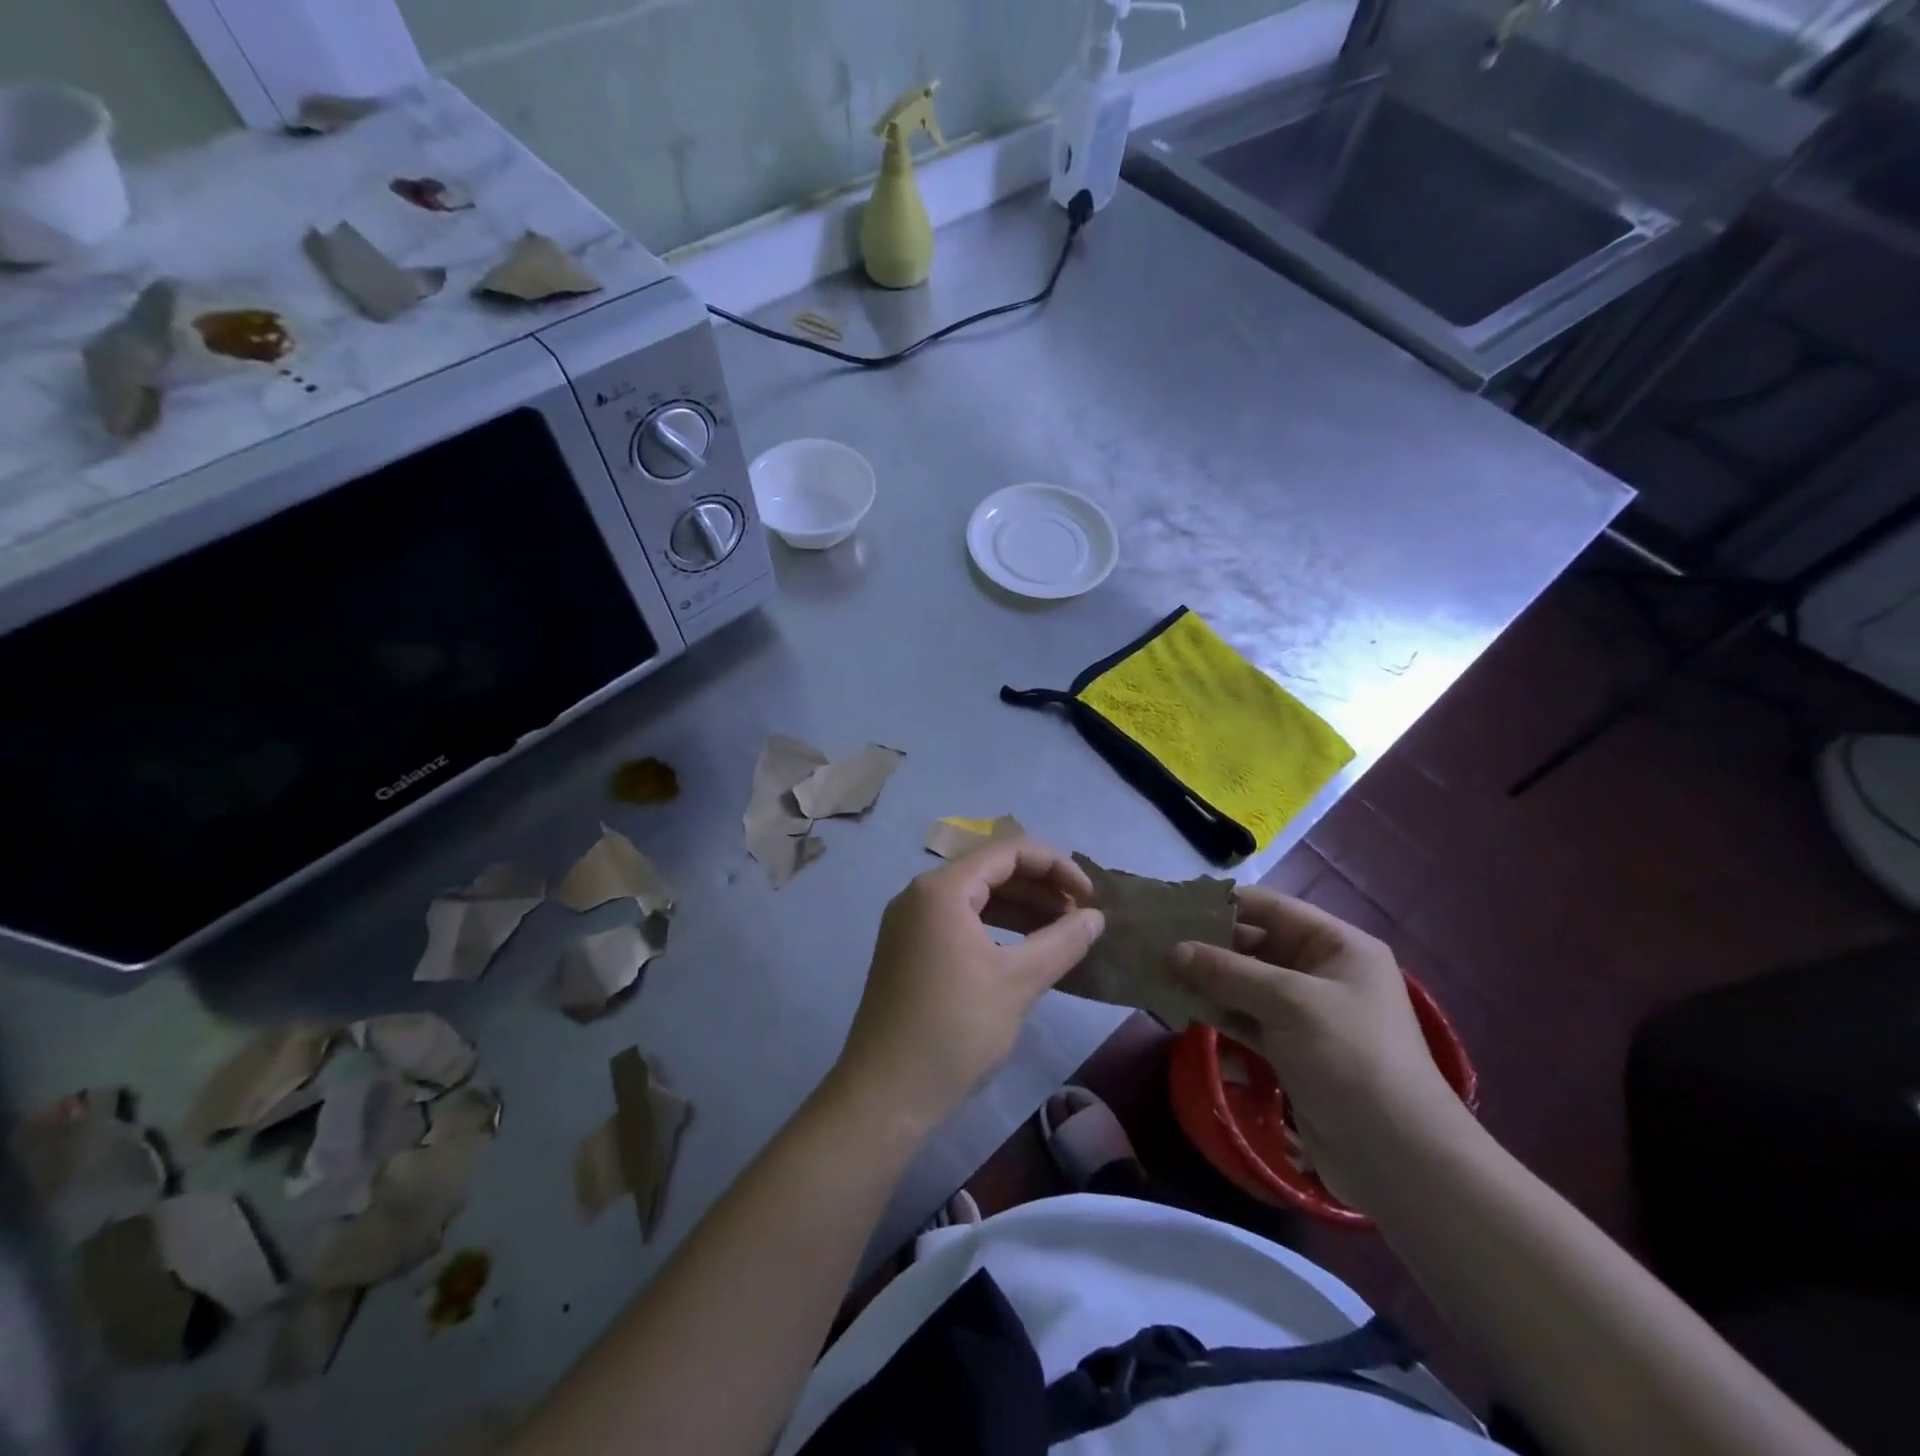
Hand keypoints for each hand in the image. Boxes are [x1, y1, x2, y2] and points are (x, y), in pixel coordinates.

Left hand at [832, 838, 1103, 1129]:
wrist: (886, 1094)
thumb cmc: (955, 1028)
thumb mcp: (1018, 982)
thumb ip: (1062, 942)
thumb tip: (1096, 917)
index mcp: (942, 889)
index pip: (1008, 851)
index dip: (1056, 866)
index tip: (1090, 897)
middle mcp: (919, 895)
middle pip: (989, 870)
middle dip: (1039, 887)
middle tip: (1079, 916)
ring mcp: (908, 923)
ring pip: (974, 898)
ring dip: (1019, 908)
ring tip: (1059, 932)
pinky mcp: (906, 950)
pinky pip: (957, 922)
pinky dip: (994, 928)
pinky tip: (1022, 951)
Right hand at [1169, 886, 1460, 1207]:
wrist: (1398, 1158)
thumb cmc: (1350, 1057)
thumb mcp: (1289, 1002)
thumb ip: (1228, 971)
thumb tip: (1173, 950)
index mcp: (1337, 946)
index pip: (1272, 909)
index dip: (1224, 904)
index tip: (1174, 904)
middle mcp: (1321, 973)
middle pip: (1255, 945)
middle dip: (1207, 944)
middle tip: (1154, 940)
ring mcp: (1305, 1014)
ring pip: (1245, 984)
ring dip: (1206, 979)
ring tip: (1156, 970)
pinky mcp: (1291, 1050)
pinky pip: (1245, 1018)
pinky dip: (1216, 1011)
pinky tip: (1179, 1005)